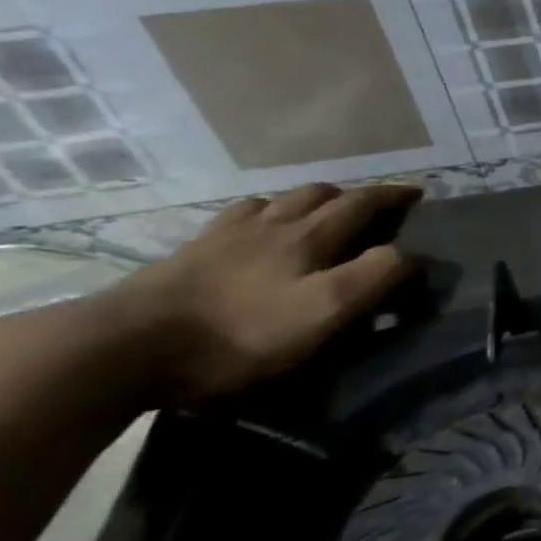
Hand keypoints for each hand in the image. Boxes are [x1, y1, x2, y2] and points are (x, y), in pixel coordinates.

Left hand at [109, 183, 422, 403]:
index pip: (363, 203)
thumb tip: (413, 253)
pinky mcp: (185, 257)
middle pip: (318, 194)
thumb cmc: (241, 331)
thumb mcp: (327, 309)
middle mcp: (271, 224)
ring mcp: (222, 237)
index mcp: (309, 235)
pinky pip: (232, 221)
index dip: (394, 196)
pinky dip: (257, 217)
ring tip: (313, 215)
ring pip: (274, 202)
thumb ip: (376, 276)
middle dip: (351, 195)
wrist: (122, 347)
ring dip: (303, 202)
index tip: (418, 193)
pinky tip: (250, 232)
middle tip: (370, 207)